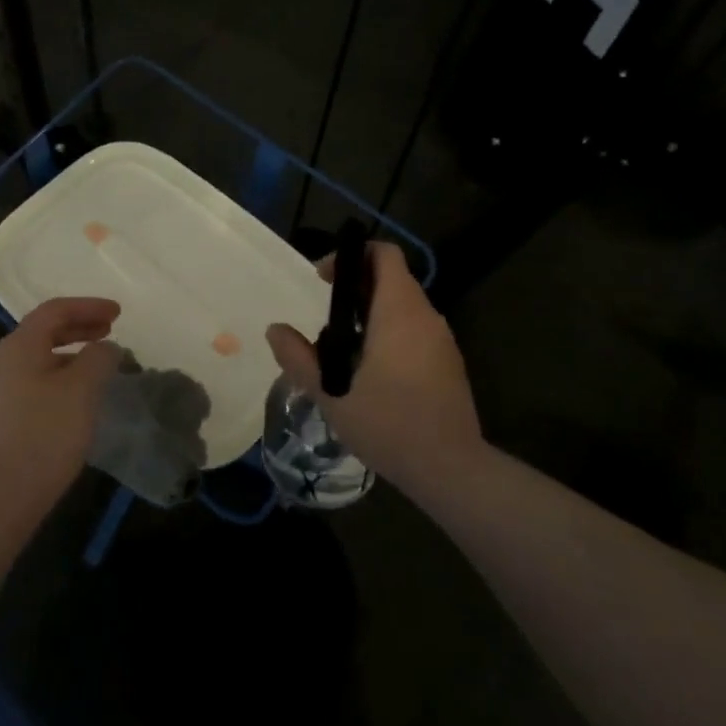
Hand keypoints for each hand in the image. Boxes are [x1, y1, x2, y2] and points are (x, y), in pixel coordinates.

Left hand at [0, 297, 122, 521]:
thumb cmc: (42, 435)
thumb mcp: (81, 391)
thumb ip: (98, 359)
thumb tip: (106, 347)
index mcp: (19, 345)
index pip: (55, 310)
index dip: (88, 306)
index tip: (118, 313)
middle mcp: (2, 361)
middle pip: (43, 332)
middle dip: (79, 327)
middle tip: (109, 331)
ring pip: (39, 359)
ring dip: (70, 354)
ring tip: (98, 366)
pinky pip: (34, 382)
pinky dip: (60, 377)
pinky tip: (76, 399)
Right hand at [266, 243, 480, 499]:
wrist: (451, 470)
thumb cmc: (388, 424)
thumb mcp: (330, 394)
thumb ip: (298, 358)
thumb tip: (275, 330)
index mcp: (399, 313)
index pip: (384, 255)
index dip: (352, 255)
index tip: (323, 279)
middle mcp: (426, 317)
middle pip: (392, 279)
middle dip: (355, 286)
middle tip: (325, 315)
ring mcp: (442, 340)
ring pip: (404, 306)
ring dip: (372, 312)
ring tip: (342, 345)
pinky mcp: (449, 363)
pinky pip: (416, 330)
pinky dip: (390, 332)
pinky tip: (370, 370)